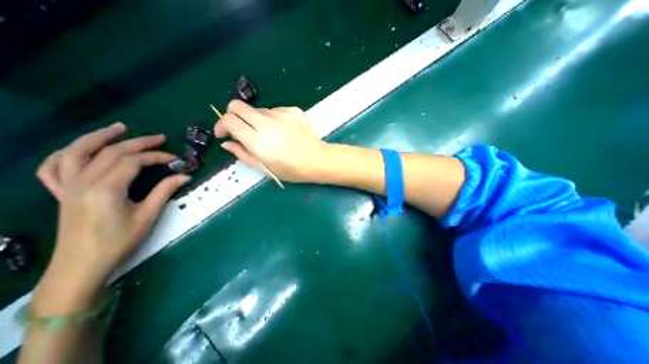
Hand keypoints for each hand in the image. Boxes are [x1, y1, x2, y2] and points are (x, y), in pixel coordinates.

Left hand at [36, 124, 190, 300]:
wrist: (82, 265)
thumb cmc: (119, 241)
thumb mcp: (148, 215)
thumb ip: (164, 191)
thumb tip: (184, 176)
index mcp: (106, 188)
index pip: (133, 161)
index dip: (157, 156)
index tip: (175, 159)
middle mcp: (83, 182)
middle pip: (111, 152)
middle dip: (138, 142)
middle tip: (160, 138)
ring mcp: (67, 186)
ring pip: (77, 152)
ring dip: (98, 137)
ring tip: (118, 128)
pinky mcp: (62, 193)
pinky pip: (54, 167)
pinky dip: (67, 154)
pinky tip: (81, 149)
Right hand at [214, 99, 329, 183]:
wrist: (318, 160)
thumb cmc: (292, 170)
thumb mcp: (265, 168)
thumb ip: (243, 154)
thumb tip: (227, 143)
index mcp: (258, 141)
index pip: (229, 120)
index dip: (221, 125)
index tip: (224, 133)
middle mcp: (267, 123)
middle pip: (238, 105)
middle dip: (233, 115)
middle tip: (240, 129)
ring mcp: (282, 114)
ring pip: (258, 110)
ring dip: (256, 120)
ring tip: (269, 135)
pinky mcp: (293, 110)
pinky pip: (275, 111)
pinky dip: (272, 119)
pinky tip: (282, 131)